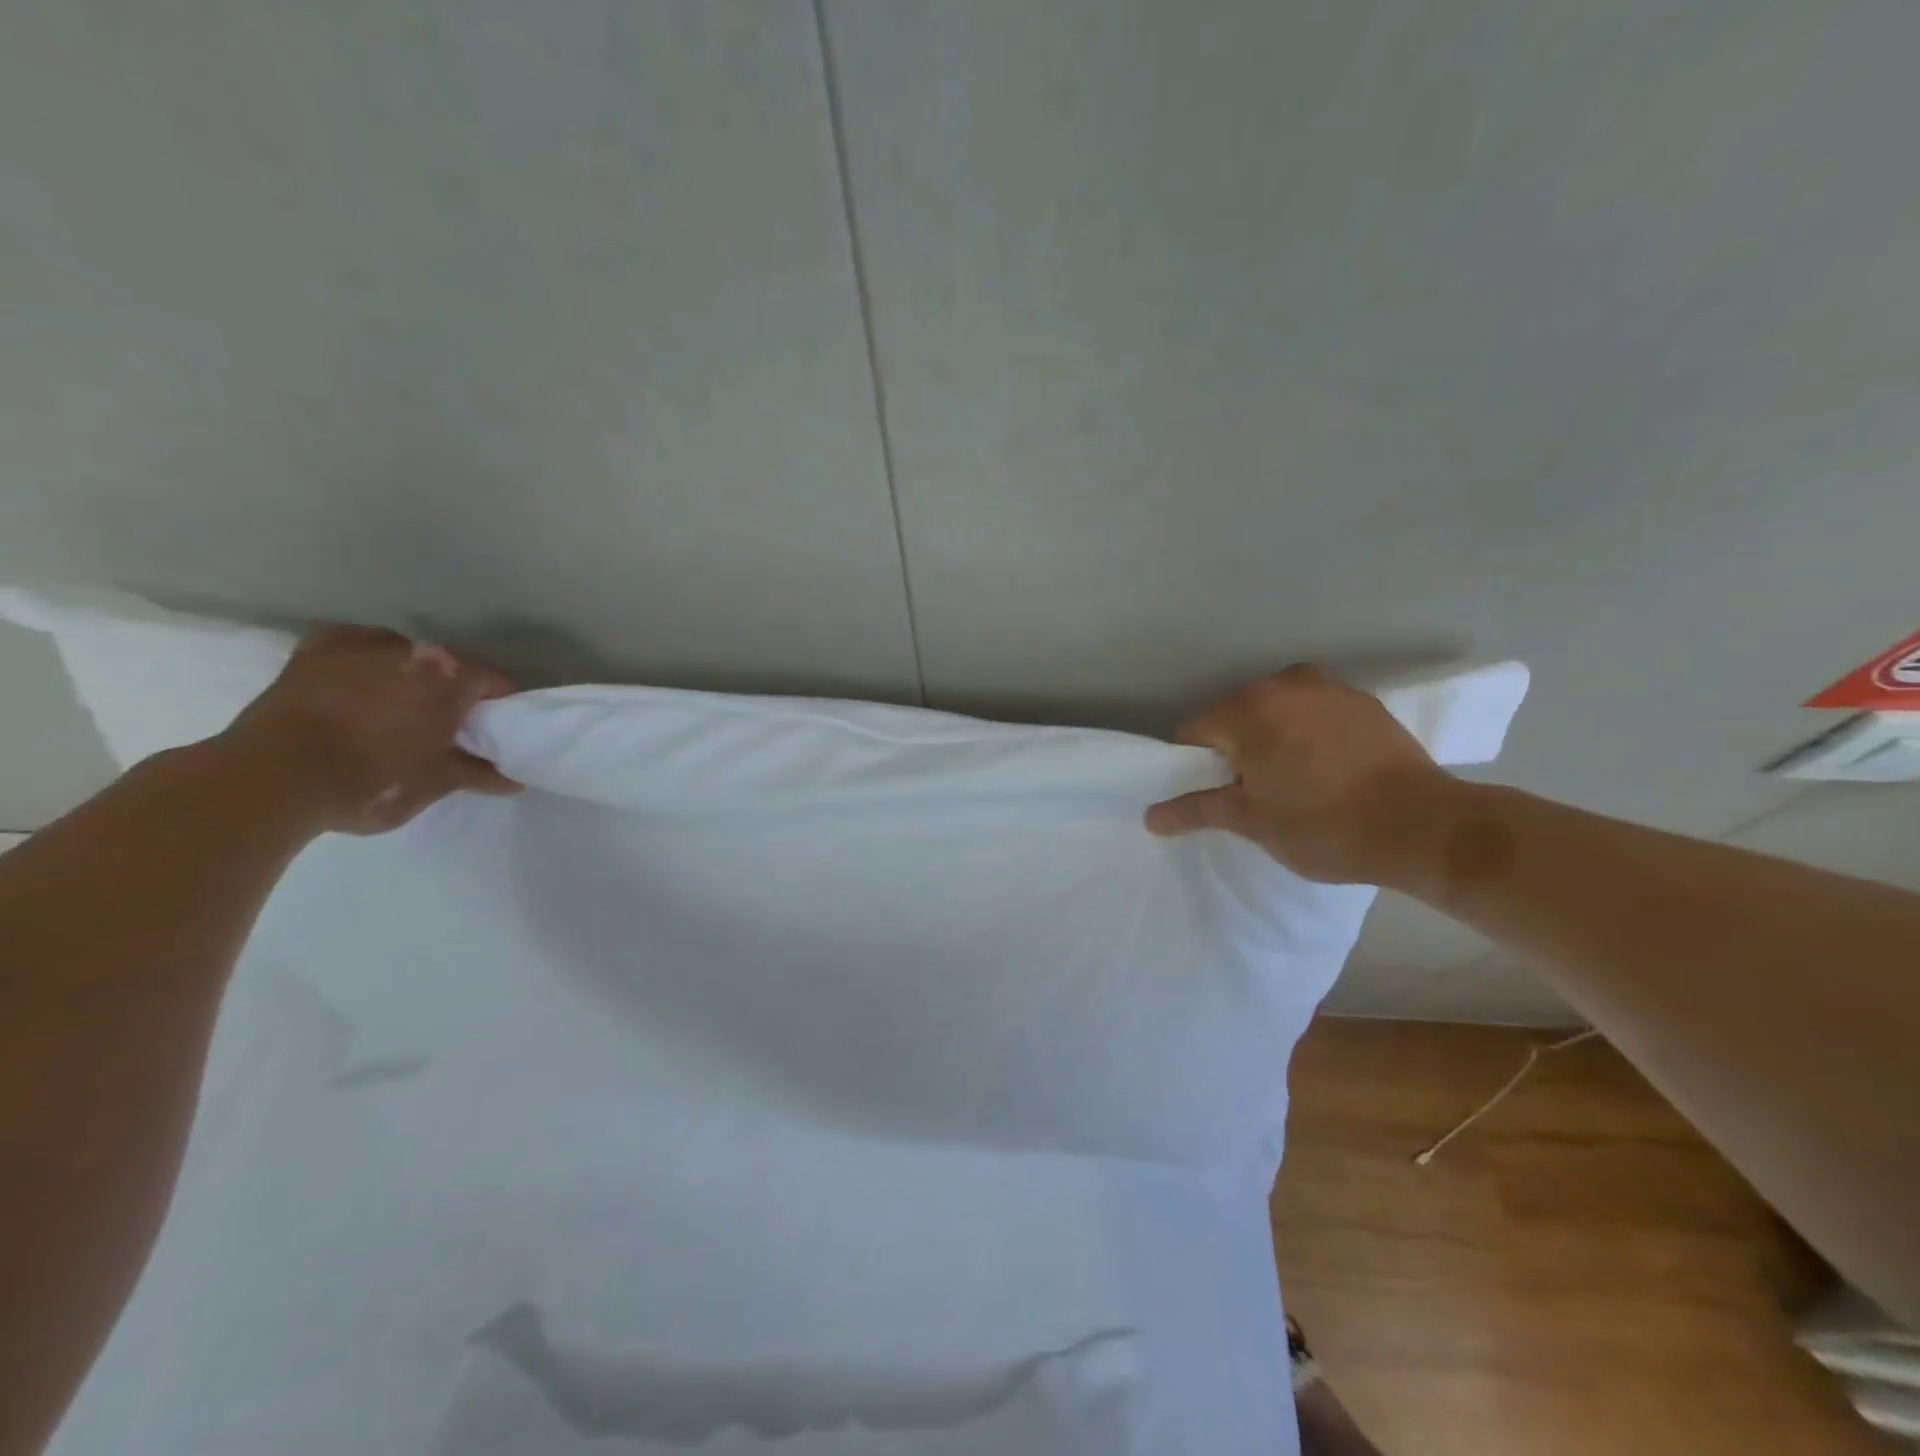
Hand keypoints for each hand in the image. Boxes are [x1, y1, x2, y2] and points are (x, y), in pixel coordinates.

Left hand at [218, 625, 521, 834]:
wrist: (270, 780)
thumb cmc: (368, 782)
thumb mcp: (432, 784)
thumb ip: (476, 774)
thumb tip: (512, 780)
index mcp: (451, 677)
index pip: (496, 683)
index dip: (504, 708)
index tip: (501, 731)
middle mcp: (413, 650)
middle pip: (452, 667)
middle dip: (458, 692)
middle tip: (454, 727)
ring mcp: (361, 645)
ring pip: (405, 656)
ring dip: (412, 677)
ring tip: (403, 708)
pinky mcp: (315, 651)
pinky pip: (354, 645)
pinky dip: (365, 658)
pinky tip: (363, 678)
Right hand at [1145, 664, 1456, 884]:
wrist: (1425, 828)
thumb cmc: (1323, 825)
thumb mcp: (1251, 821)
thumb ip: (1196, 810)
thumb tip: (1151, 816)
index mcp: (1247, 708)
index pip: (1193, 732)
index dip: (1192, 767)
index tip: (1211, 796)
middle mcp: (1283, 683)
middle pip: (1234, 716)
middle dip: (1233, 750)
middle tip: (1250, 794)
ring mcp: (1328, 687)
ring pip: (1276, 712)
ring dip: (1270, 740)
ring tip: (1290, 783)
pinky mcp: (1363, 701)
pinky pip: (1313, 712)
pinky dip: (1306, 734)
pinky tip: (1325, 770)